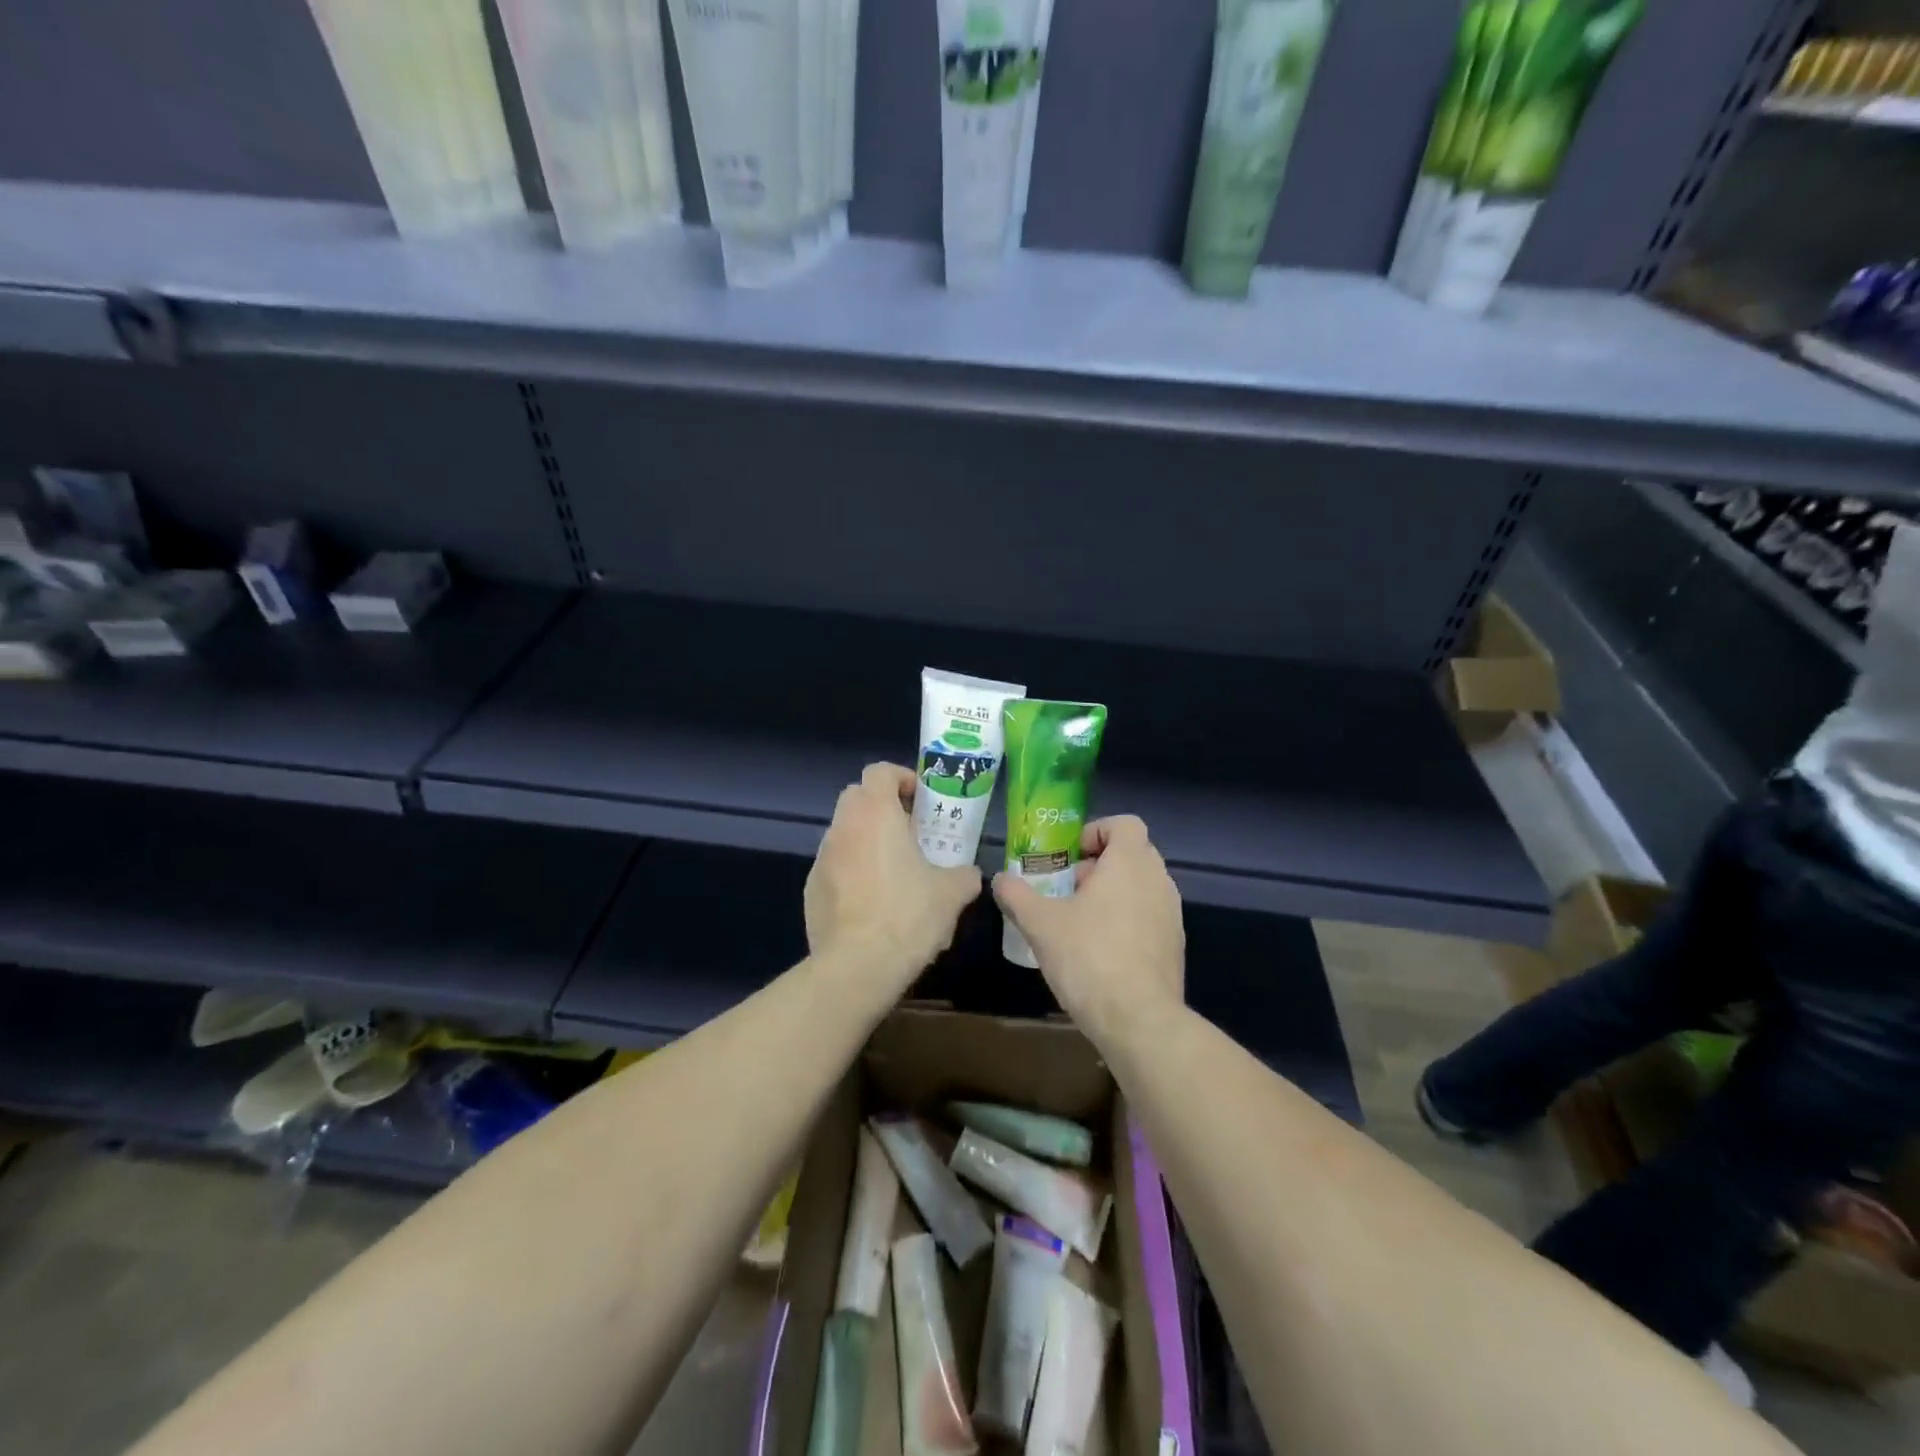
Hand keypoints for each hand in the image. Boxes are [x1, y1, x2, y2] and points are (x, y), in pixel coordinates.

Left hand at [806, 763, 981, 978]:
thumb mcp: (952, 893)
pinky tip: (872, 902)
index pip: (880, 770)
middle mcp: (844, 827)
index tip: (920, 800)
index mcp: (876, 814)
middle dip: (881, 806)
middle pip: (857, 796)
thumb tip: (968, 874)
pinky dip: (851, 871)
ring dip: (866, 840)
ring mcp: (822, 858)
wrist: (857, 966)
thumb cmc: (908, 916)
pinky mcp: (811, 889)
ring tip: (893, 871)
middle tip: (908, 831)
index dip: (902, 778)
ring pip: (844, 832)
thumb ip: (964, 874)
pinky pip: (834, 866)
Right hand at [993, 815, 1183, 1041]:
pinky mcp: (1174, 945)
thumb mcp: (1040, 924)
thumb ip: (1017, 895)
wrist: (1140, 1020)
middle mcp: (1158, 880)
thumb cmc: (1089, 958)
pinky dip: (1126, 920)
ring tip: (1079, 922)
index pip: (1124, 824)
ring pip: (1141, 886)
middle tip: (1067, 889)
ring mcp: (1172, 914)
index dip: (1095, 832)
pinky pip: (1148, 916)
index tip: (1070, 857)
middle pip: (1131, 854)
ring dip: (1112, 893)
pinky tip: (1099, 951)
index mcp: (1130, 863)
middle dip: (1098, 865)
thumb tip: (1000, 879)